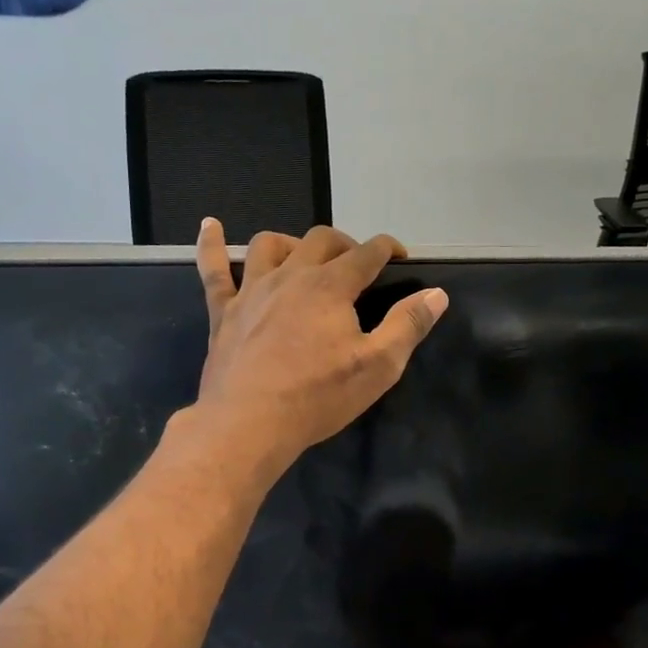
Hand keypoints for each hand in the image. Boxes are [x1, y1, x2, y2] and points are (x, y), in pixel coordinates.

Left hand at [193, 220, 447, 475]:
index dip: (387, 248)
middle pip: (320, 240)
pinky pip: (214, 269)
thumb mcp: (378, 367)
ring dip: (291, 243)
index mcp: (331, 286)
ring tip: (302, 257)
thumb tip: (436, 294)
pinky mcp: (223, 312)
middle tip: (355, 265)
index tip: (399, 255)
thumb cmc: (318, 397)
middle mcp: (291, 276)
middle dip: (344, 244)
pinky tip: (210, 225)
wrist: (249, 422)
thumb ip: (408, 326)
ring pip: (270, 245)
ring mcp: (252, 290)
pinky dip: (212, 244)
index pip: (367, 253)